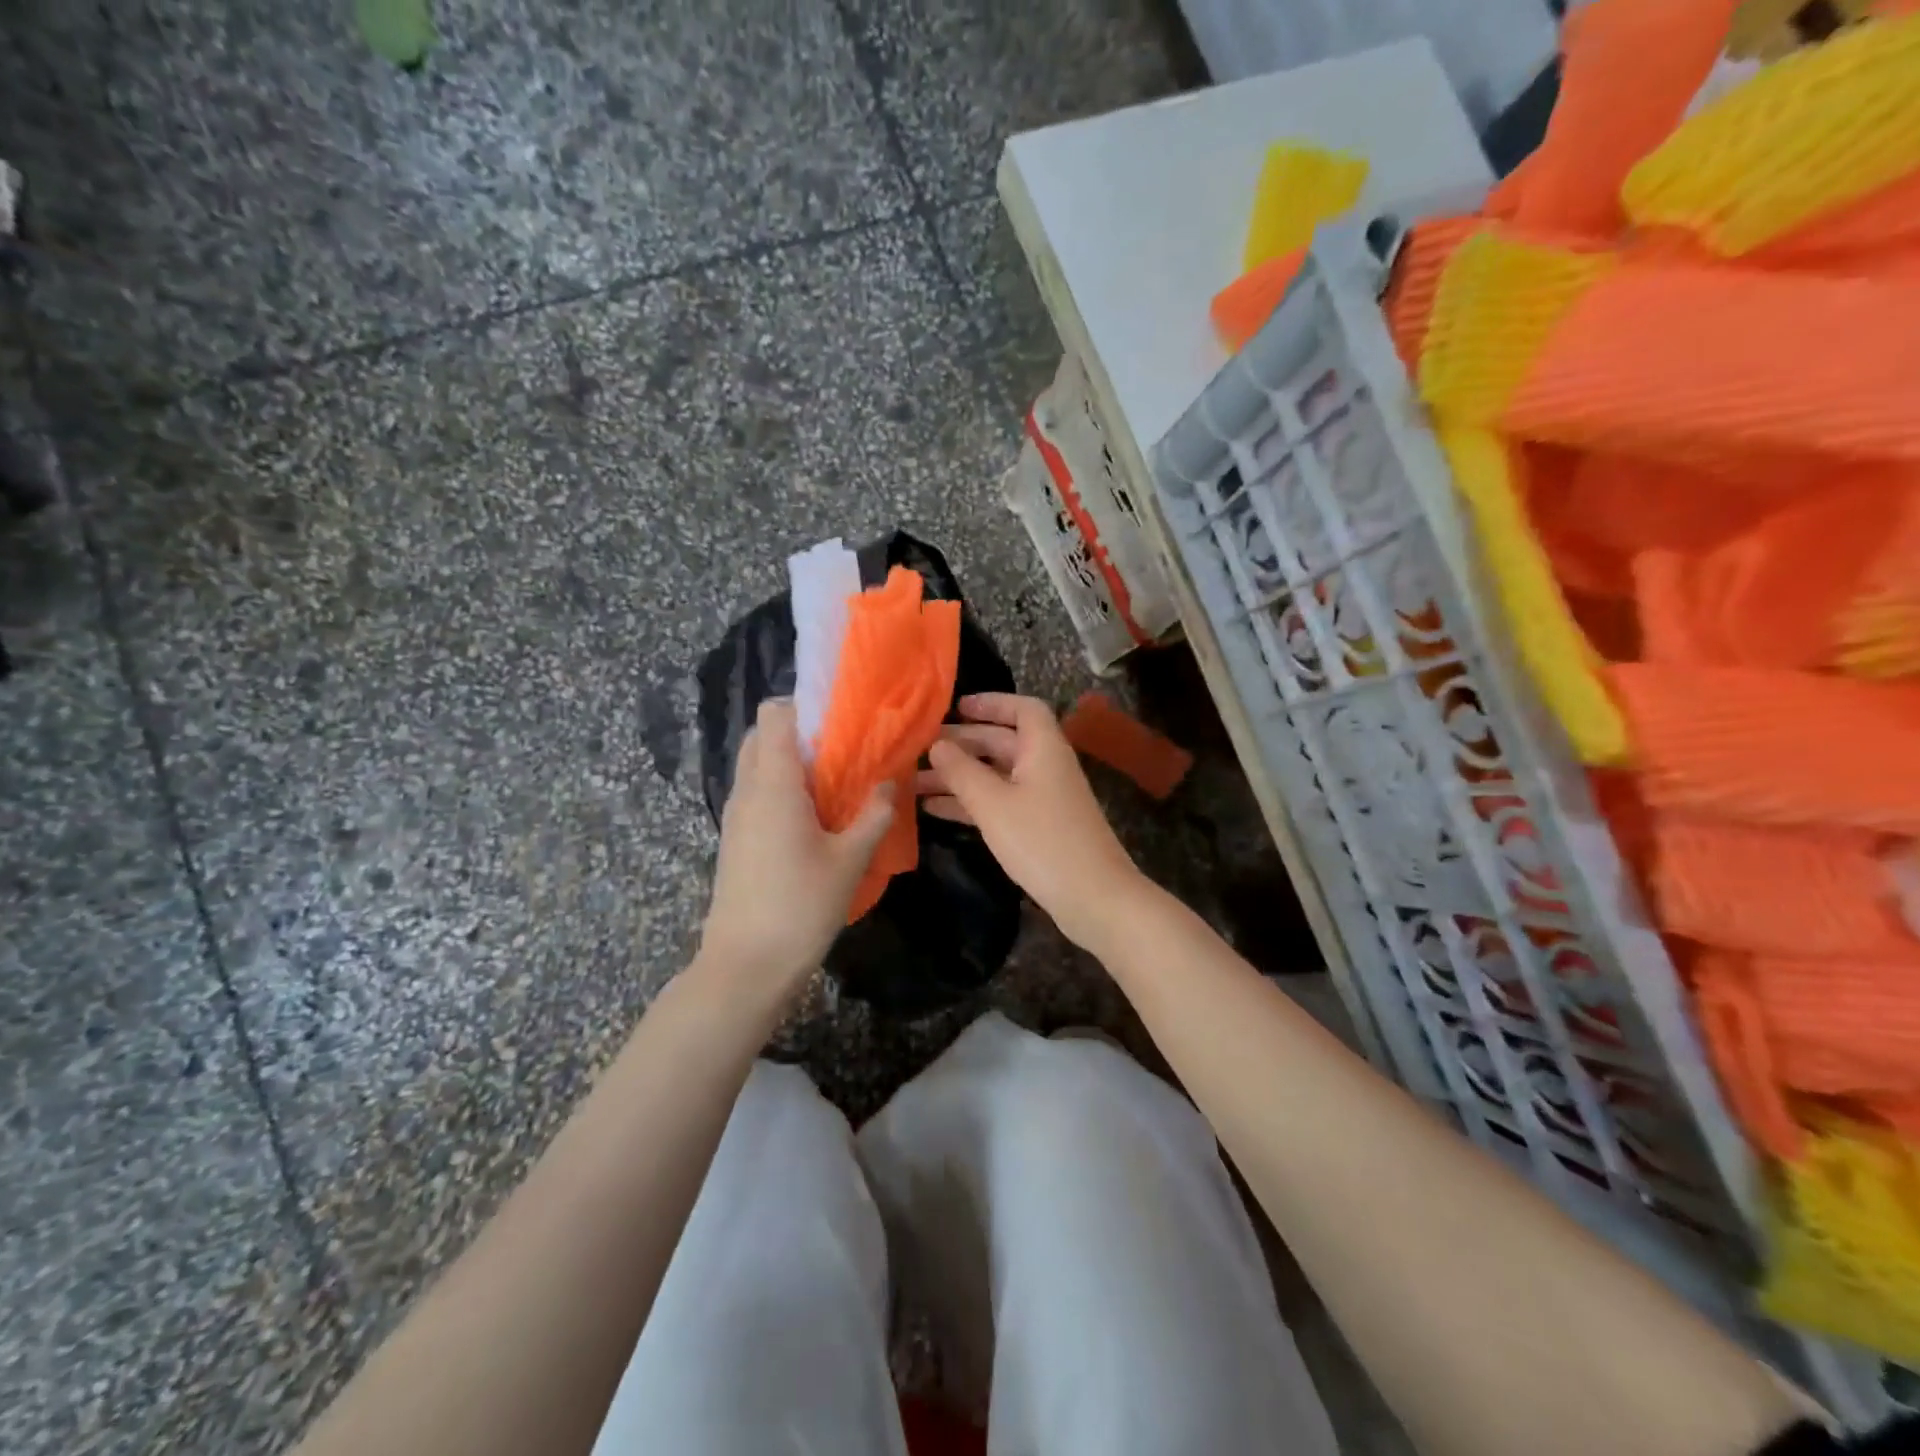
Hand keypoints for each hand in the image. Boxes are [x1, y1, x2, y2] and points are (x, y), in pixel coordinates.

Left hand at [700, 700, 893, 1000]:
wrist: (746, 965)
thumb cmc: (801, 906)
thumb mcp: (850, 859)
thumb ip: (874, 815)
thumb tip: (890, 783)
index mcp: (773, 784)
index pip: (774, 714)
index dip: (804, 706)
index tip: (840, 720)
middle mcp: (747, 791)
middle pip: (763, 735)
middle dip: (799, 733)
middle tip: (840, 753)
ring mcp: (735, 816)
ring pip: (756, 766)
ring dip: (789, 763)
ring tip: (833, 785)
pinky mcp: (734, 839)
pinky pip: (755, 793)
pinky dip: (779, 789)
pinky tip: (813, 818)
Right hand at [918, 693, 1144, 953]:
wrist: (1092, 897)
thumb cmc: (1042, 840)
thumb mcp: (993, 803)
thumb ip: (961, 771)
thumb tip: (937, 745)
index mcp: (1043, 748)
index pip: (1023, 709)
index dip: (991, 703)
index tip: (956, 708)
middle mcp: (1045, 766)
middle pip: (1003, 742)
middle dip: (963, 743)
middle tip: (920, 748)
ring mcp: (1043, 798)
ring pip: (996, 775)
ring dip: (959, 776)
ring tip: (915, 781)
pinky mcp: (1038, 827)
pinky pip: (999, 802)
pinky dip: (970, 802)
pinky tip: (933, 809)